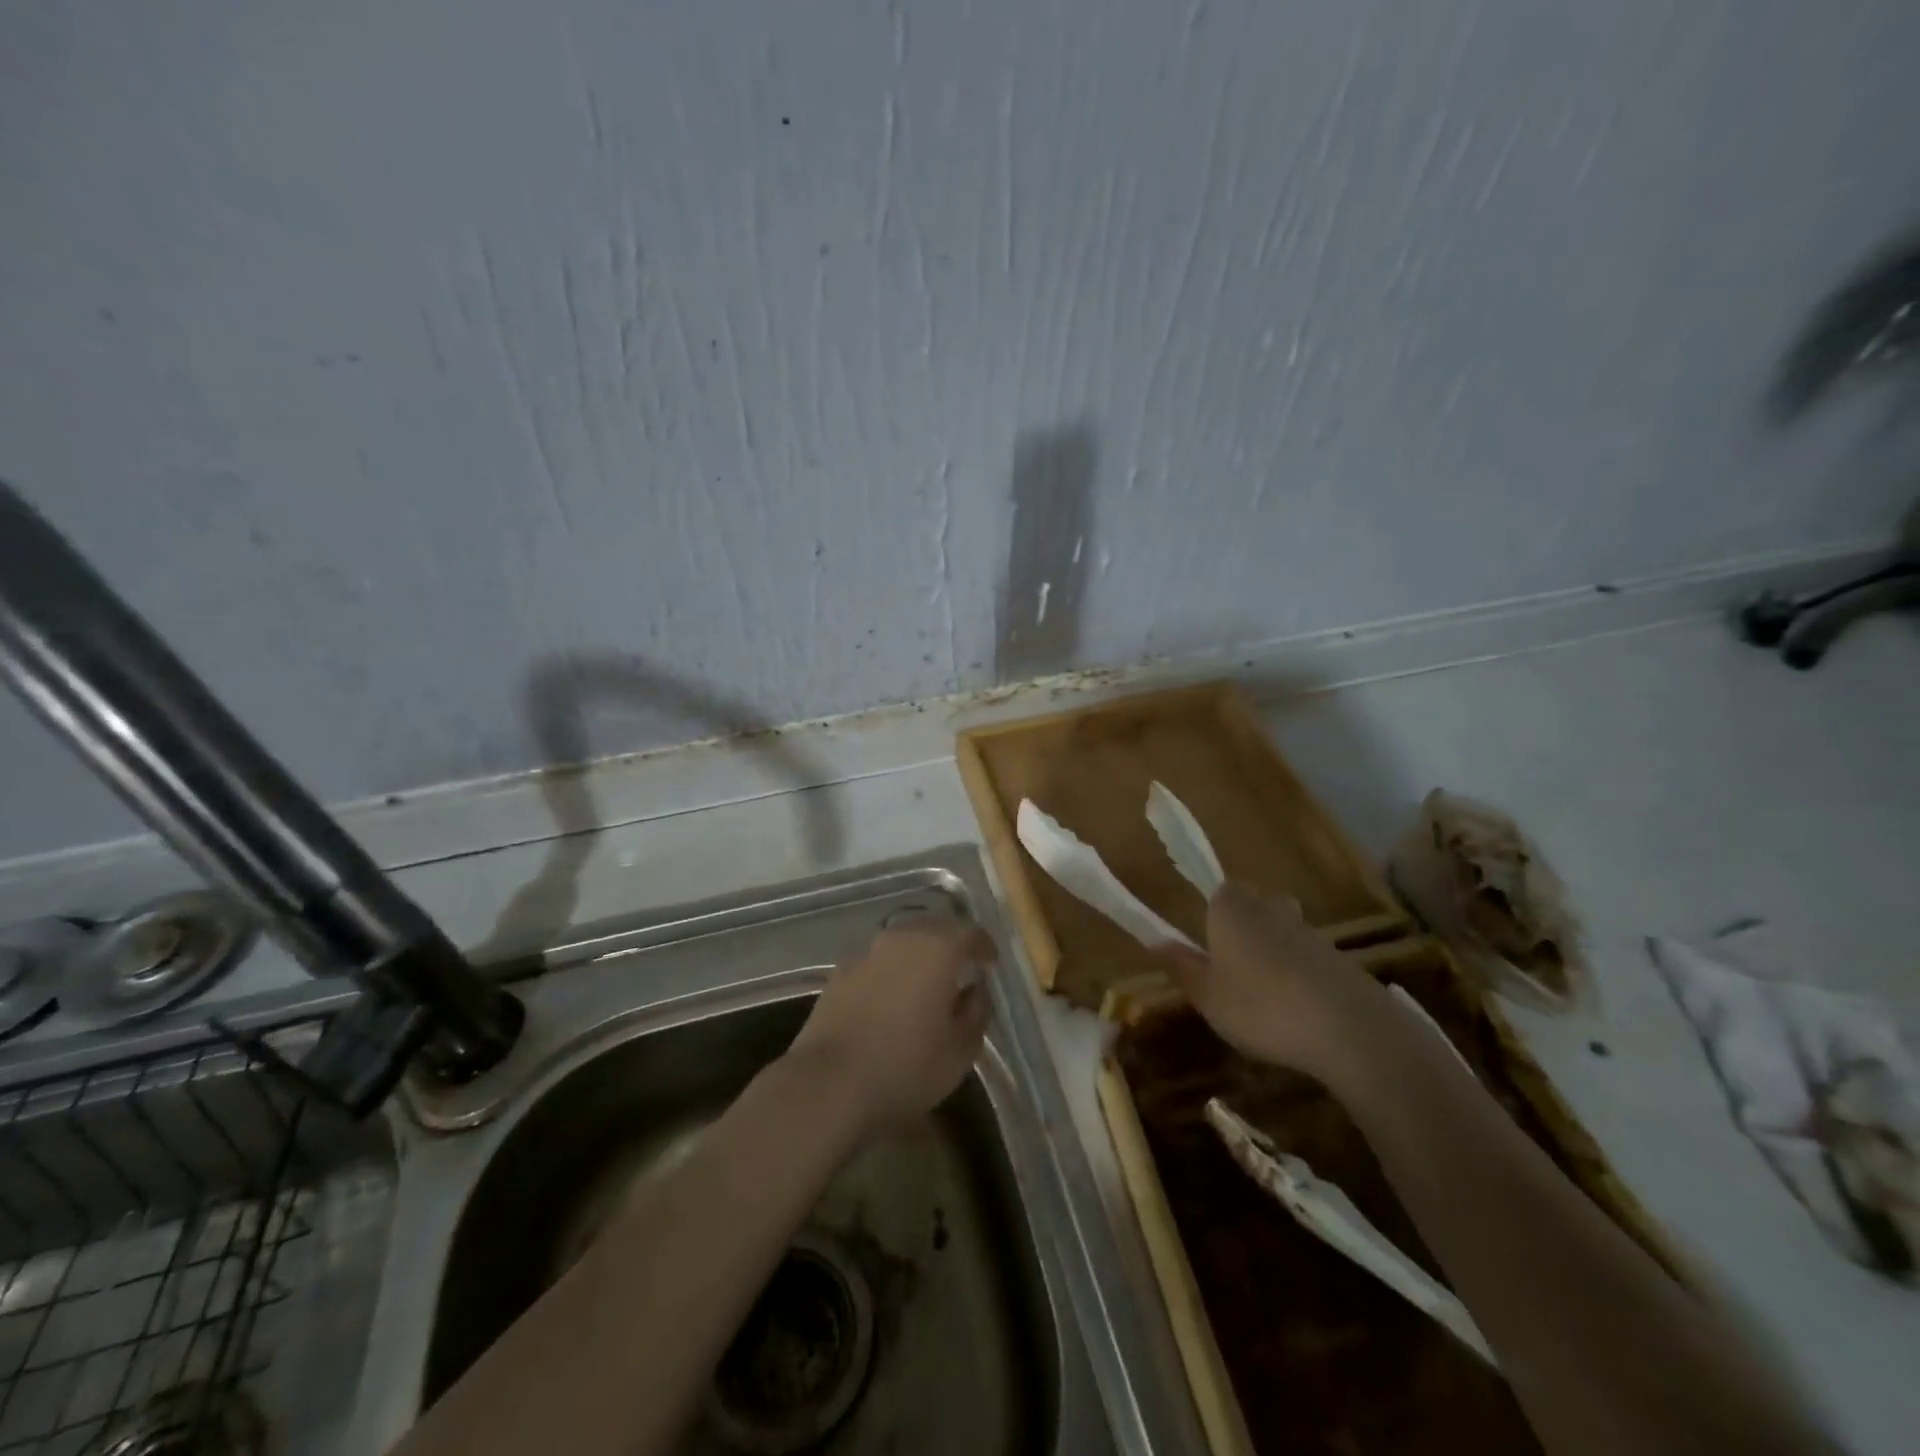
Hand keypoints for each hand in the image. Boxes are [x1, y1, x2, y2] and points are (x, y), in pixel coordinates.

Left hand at [787, 915, 994, 1135]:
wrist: (829, 1083)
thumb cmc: (906, 1066)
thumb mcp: (960, 1050)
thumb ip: (977, 1012)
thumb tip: (974, 990)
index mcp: (938, 949)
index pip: (970, 933)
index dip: (984, 947)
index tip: (990, 964)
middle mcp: (902, 938)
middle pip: (934, 927)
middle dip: (951, 944)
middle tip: (961, 968)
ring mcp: (867, 951)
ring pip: (903, 940)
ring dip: (918, 954)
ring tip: (926, 981)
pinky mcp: (840, 971)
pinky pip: (877, 959)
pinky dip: (890, 969)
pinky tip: (891, 995)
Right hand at [1160, 882, 1394, 1084]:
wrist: (1349, 1029)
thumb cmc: (1261, 1006)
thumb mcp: (1207, 996)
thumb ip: (1182, 966)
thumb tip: (1156, 942)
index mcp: (1232, 909)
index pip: (1219, 891)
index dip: (1213, 915)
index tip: (1207, 946)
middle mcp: (1271, 908)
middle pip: (1254, 905)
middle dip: (1243, 927)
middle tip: (1231, 966)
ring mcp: (1310, 932)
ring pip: (1283, 931)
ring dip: (1272, 953)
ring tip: (1263, 996)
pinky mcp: (1340, 960)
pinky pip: (1308, 958)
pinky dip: (1299, 975)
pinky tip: (1296, 1011)